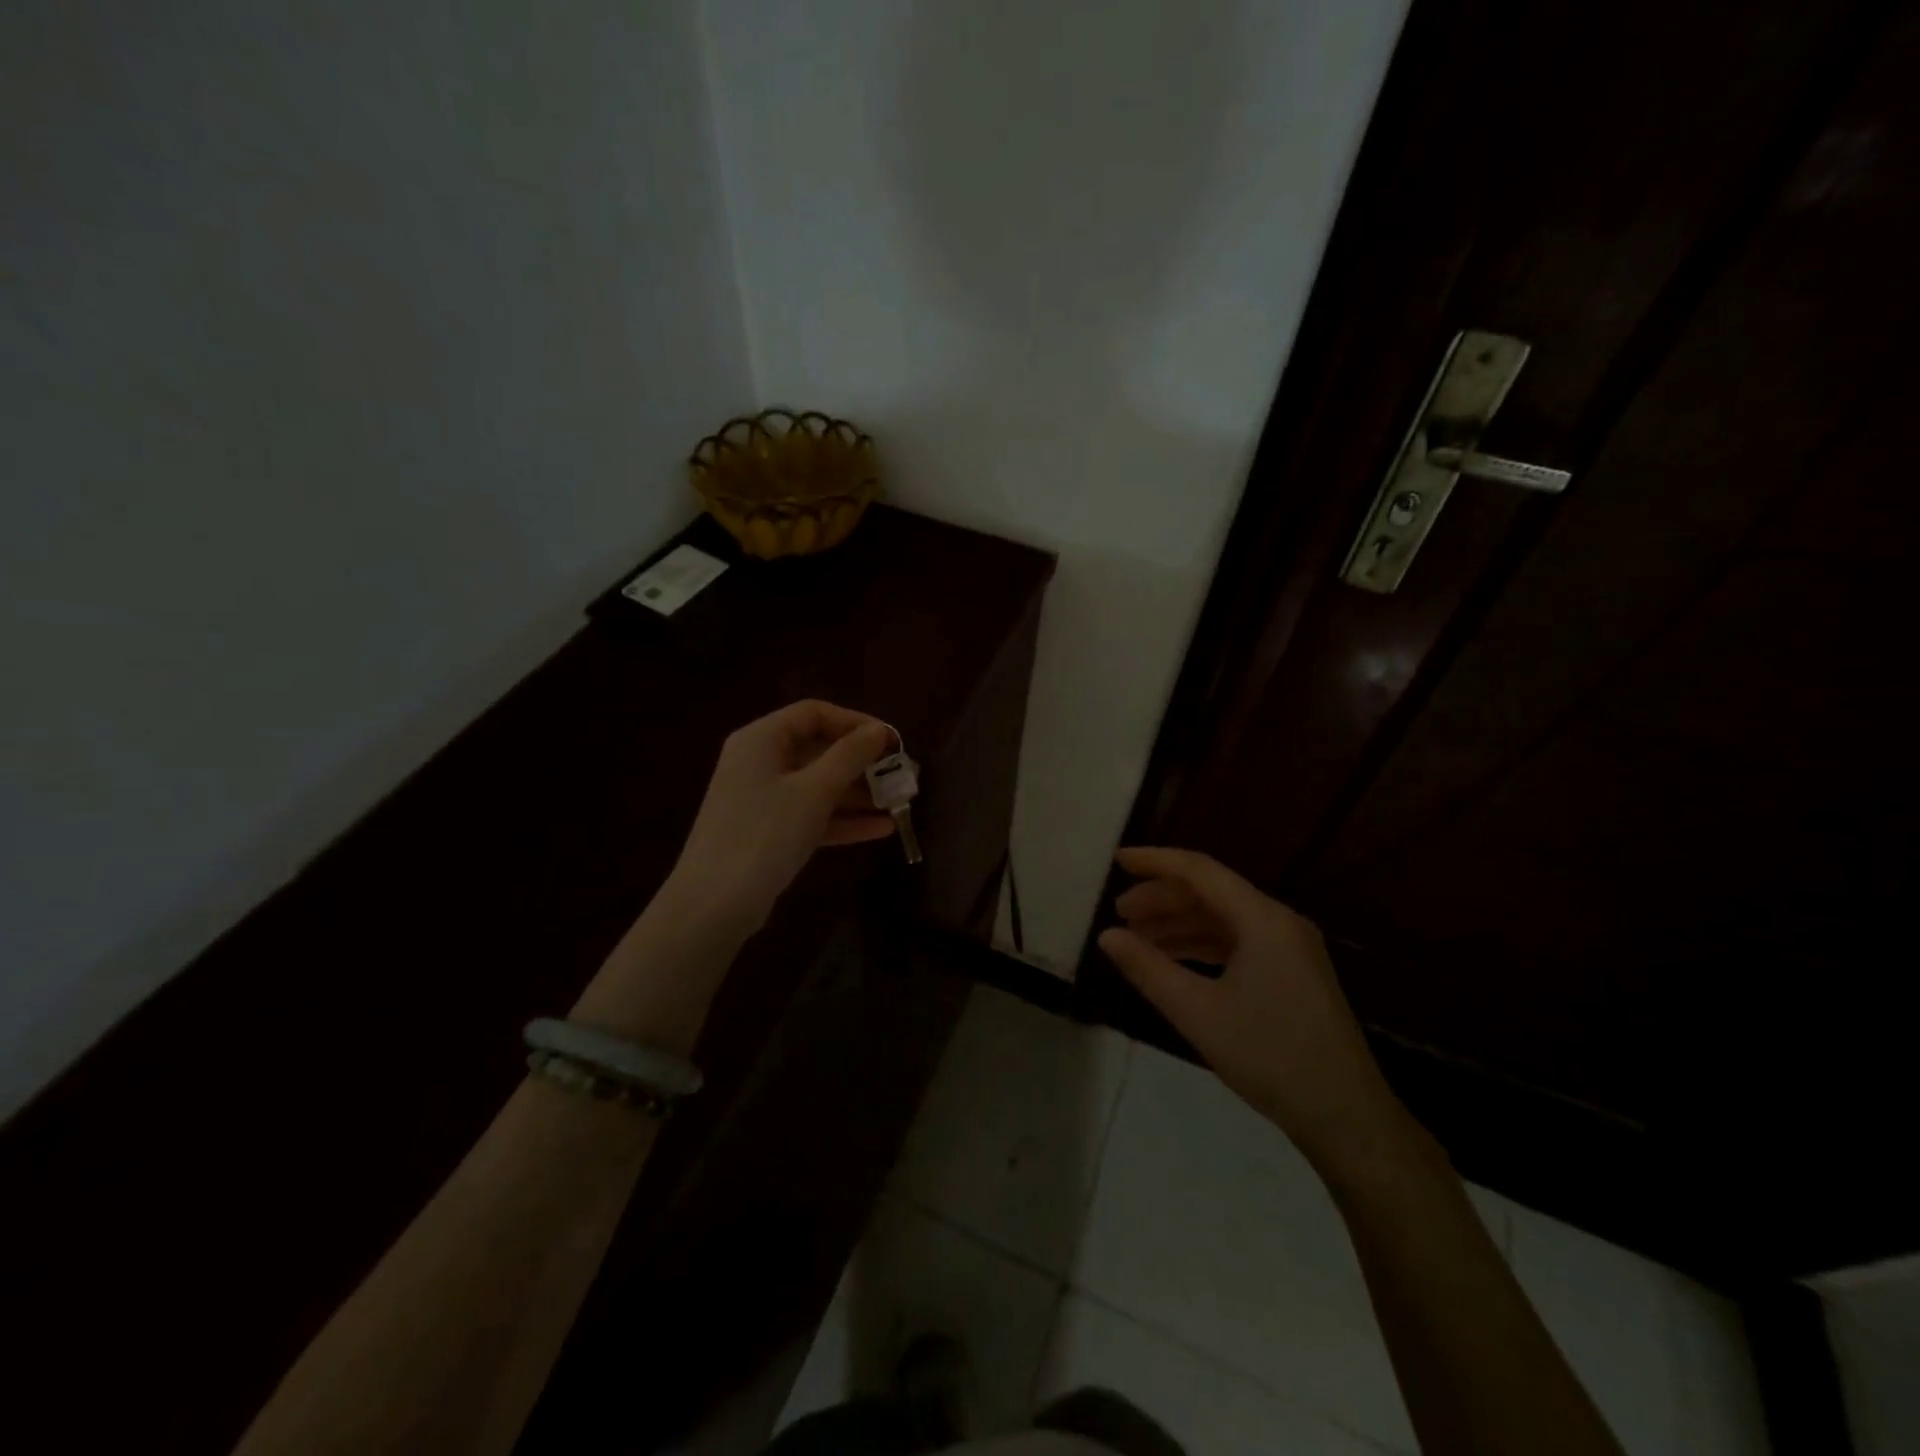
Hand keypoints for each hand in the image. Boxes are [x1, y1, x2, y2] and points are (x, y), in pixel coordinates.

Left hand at [664, 700, 895, 933]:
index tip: (891, 741)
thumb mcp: (813, 791)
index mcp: (762, 739)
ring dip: (858, 793)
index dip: (856, 722)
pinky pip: (812, 814)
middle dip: (862, 762)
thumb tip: (879, 731)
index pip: (814, 713)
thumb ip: (850, 756)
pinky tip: (882, 829)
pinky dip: (843, 819)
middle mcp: (759, 762)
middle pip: (818, 749)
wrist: (714, 904)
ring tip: (899, 802)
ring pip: (818, 785)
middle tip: (900, 774)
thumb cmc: (764, 834)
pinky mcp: (769, 832)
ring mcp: (763, 799)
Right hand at [1097, 847, 1411, 1173]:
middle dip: (1162, 899)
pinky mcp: (1291, 972)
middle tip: (1119, 915)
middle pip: (1211, 892)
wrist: (1346, 1117)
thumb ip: (1148, 968)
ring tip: (1137, 940)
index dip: (1155, 861)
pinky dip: (1201, 946)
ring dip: (1179, 924)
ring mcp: (1289, 947)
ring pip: (1223, 919)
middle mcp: (1279, 922)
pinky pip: (1237, 942)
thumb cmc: (1269, 1056)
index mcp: (1263, 920)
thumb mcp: (1198, 1012)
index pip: (1200, 871)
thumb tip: (1107, 936)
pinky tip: (1173, 962)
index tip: (1118, 861)